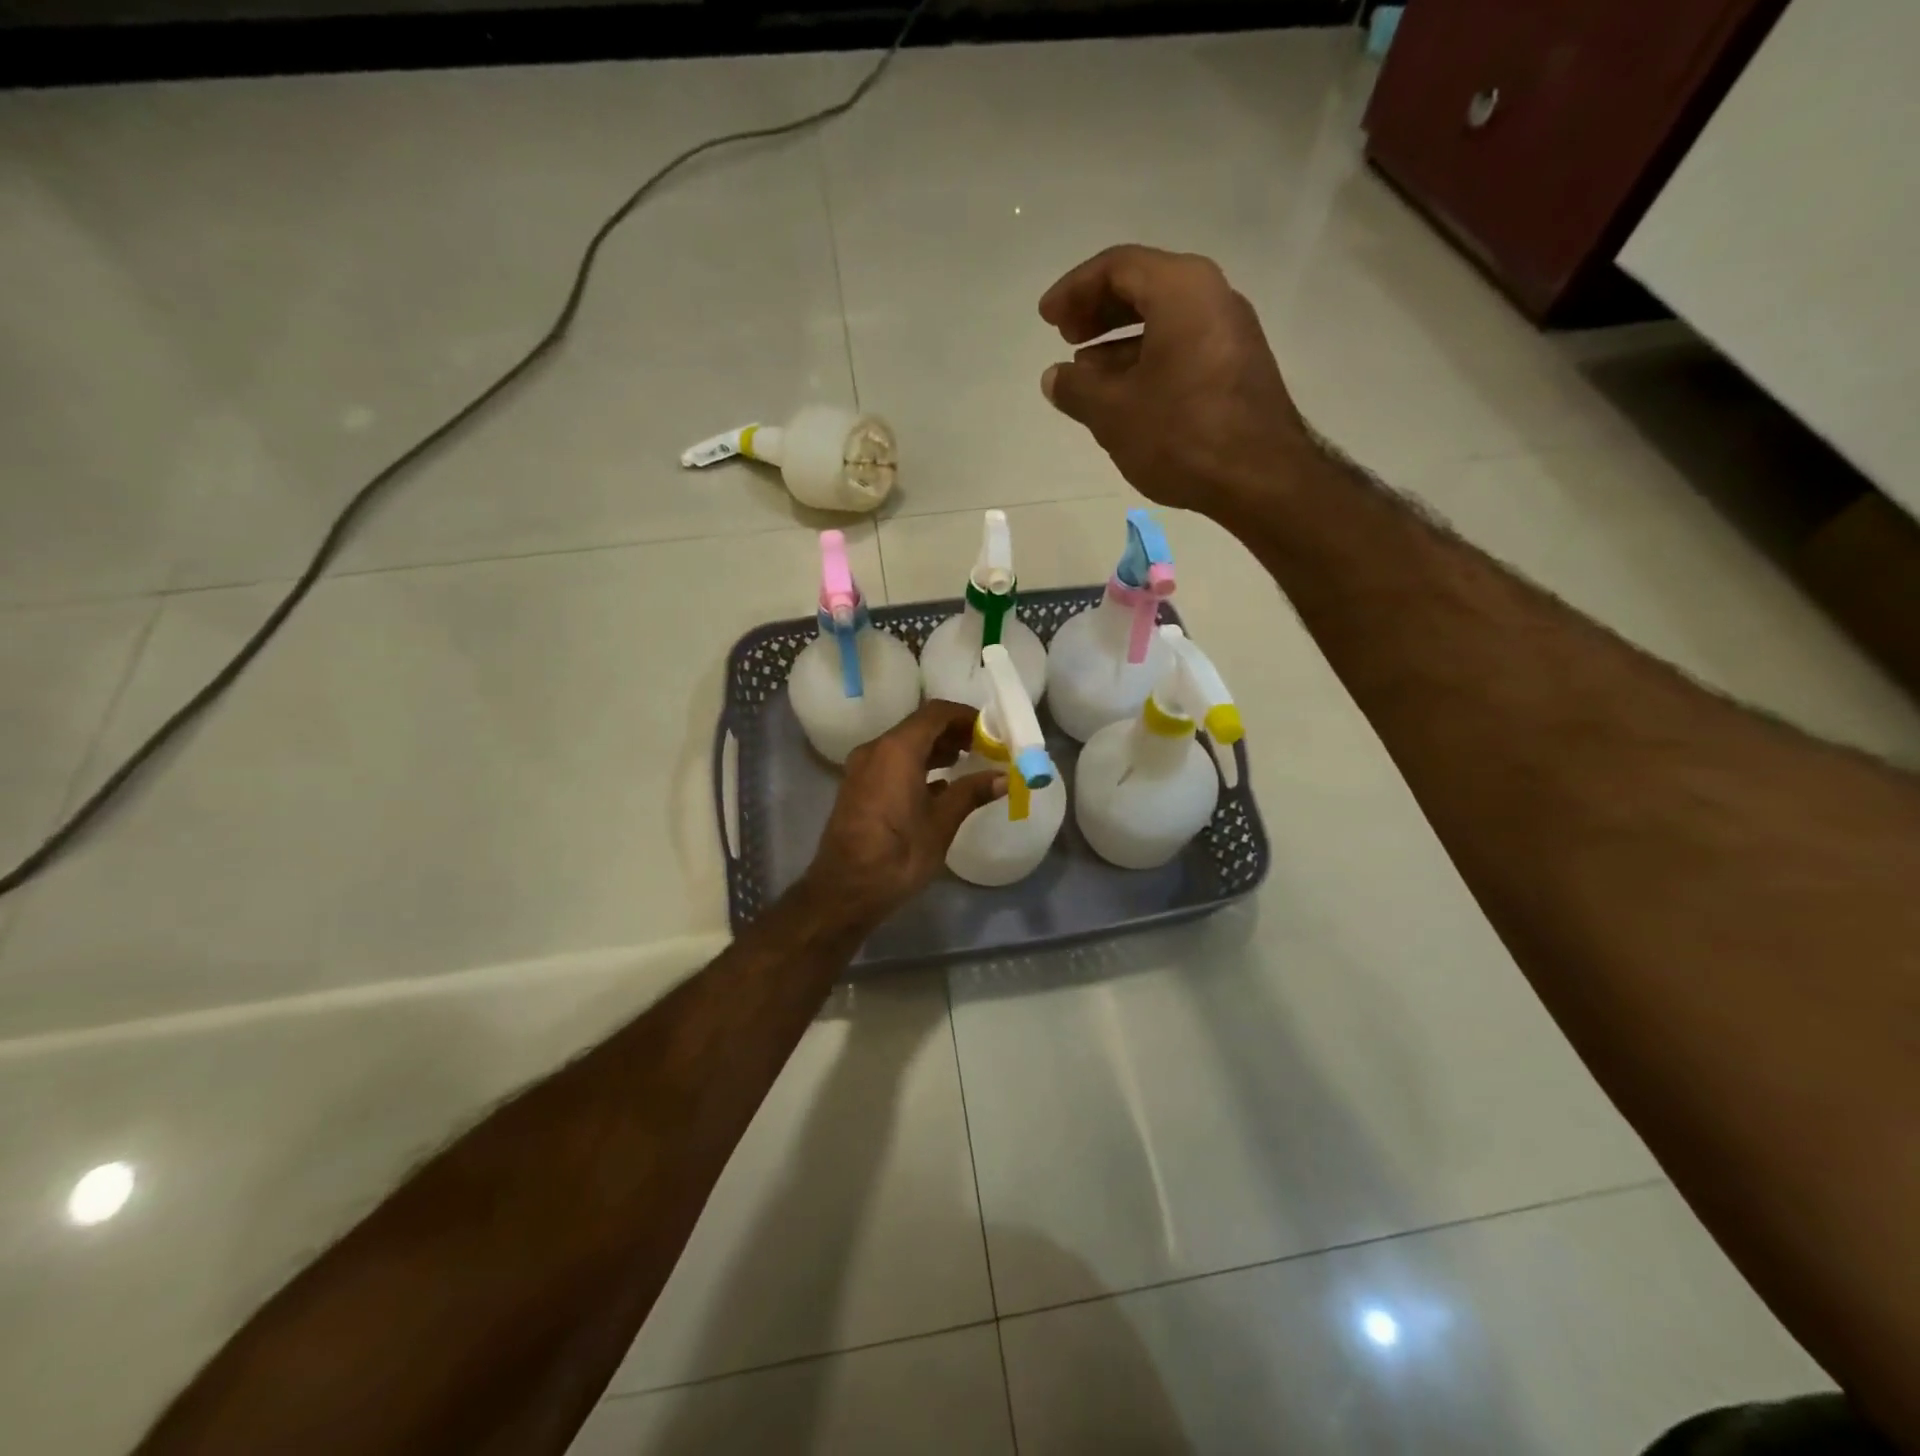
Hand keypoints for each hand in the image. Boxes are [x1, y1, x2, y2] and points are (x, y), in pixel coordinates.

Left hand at [804, 700, 1006, 924]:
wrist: (845, 891)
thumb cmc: (898, 855)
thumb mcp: (941, 823)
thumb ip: (971, 793)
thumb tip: (1004, 778)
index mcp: (897, 750)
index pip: (935, 713)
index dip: (965, 716)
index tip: (991, 730)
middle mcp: (876, 749)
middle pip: (919, 726)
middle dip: (952, 732)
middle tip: (984, 747)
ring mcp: (862, 767)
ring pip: (904, 744)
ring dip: (935, 748)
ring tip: (966, 763)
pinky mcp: (857, 786)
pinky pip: (891, 762)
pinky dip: (916, 764)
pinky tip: (939, 785)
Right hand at [1039, 245, 1312, 518]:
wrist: (1260, 478)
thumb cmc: (1181, 434)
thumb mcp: (1113, 412)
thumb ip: (1076, 389)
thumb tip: (1055, 377)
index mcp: (1181, 289)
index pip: (1117, 267)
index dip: (1074, 290)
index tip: (1047, 319)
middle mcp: (1212, 296)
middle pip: (1144, 287)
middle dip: (1098, 311)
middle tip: (1065, 338)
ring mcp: (1230, 332)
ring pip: (1164, 320)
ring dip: (1119, 342)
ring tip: (1086, 375)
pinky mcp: (1238, 367)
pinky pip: (1183, 346)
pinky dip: (1147, 360)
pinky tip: (1126, 395)